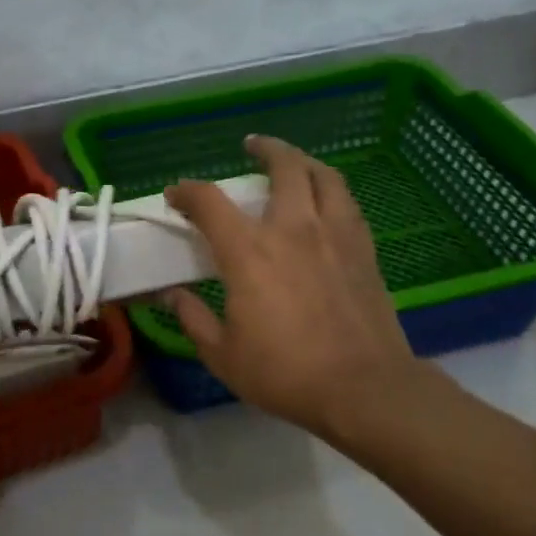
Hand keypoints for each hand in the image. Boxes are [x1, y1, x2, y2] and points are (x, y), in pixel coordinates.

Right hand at [163, 136, 439, 443]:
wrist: (364, 388)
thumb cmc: (285, 373)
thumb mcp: (222, 355)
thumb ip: (193, 318)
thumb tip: (171, 295)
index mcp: (249, 252)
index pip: (209, 202)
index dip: (188, 191)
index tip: (176, 195)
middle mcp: (293, 229)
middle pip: (283, 166)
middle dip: (263, 149)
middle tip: (251, 147)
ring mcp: (335, 234)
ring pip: (324, 176)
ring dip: (304, 160)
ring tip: (293, 162)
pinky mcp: (364, 249)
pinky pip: (347, 202)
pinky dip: (330, 190)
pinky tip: (325, 201)